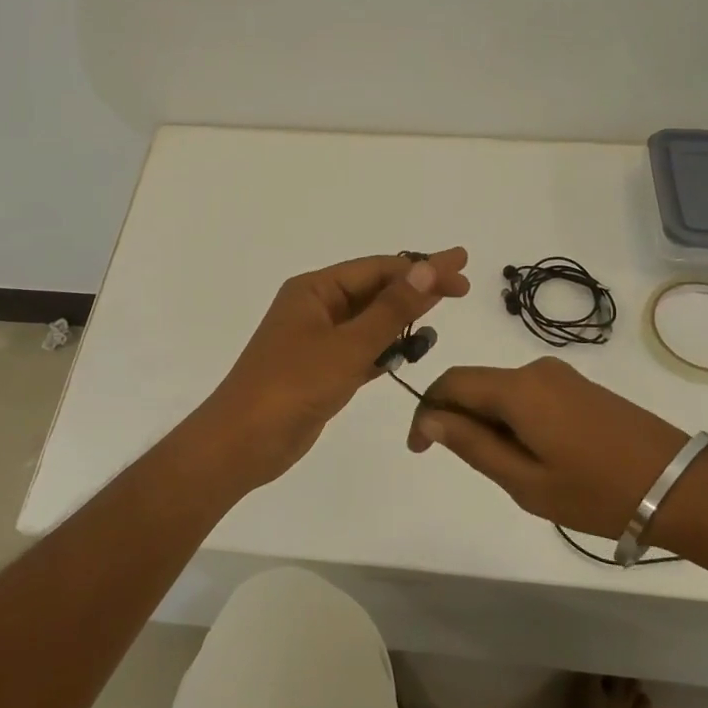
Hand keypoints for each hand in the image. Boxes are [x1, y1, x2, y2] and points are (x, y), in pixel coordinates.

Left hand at [191, 248, 470, 493]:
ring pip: (370, 321)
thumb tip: (428, 267)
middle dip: (417, 287)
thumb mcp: (348, 345)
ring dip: (403, 317)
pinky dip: (387, 348)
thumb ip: (391, 309)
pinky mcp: (322, 371)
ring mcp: (317, 341)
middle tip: (463, 285)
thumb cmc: (293, 386)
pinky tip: (413, 348)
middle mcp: (315, 308)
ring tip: (442, 309)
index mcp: (314, 290)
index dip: (422, 266)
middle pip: (375, 290)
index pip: (377, 269)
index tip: (462, 264)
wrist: (243, 442)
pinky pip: (362, 350)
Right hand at [406, 357, 691, 539]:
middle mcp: (535, 370)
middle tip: (466, 465)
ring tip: (509, 469)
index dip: (426, 411)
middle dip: (456, 418)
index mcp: (517, 389)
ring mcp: (562, 376)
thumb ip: (472, 445)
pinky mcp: (581, 387)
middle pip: (475, 384)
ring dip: (487, 421)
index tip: (420, 449)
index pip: (450, 383)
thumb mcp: (525, 481)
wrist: (683, 487)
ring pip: (502, 391)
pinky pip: (528, 395)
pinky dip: (514, 419)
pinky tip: (536, 455)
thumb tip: (429, 418)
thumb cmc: (598, 492)